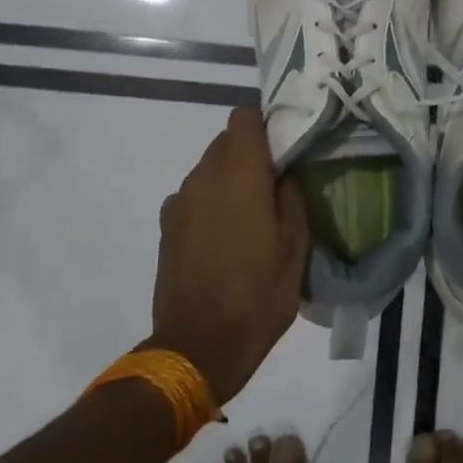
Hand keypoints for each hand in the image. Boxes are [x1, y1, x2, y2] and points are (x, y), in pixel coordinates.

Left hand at [147, 106, 309, 403]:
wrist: (198, 346)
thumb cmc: (258, 295)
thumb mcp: (295, 248)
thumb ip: (292, 198)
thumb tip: (285, 173)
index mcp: (239, 174)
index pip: (244, 117)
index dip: (267, 122)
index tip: (287, 143)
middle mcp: (204, 176)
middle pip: (227, 140)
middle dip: (252, 152)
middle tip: (278, 181)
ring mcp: (180, 200)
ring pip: (210, 168)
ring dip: (232, 177)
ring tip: (254, 212)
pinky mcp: (167, 225)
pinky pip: (195, 195)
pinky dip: (212, 201)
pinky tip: (226, 235)